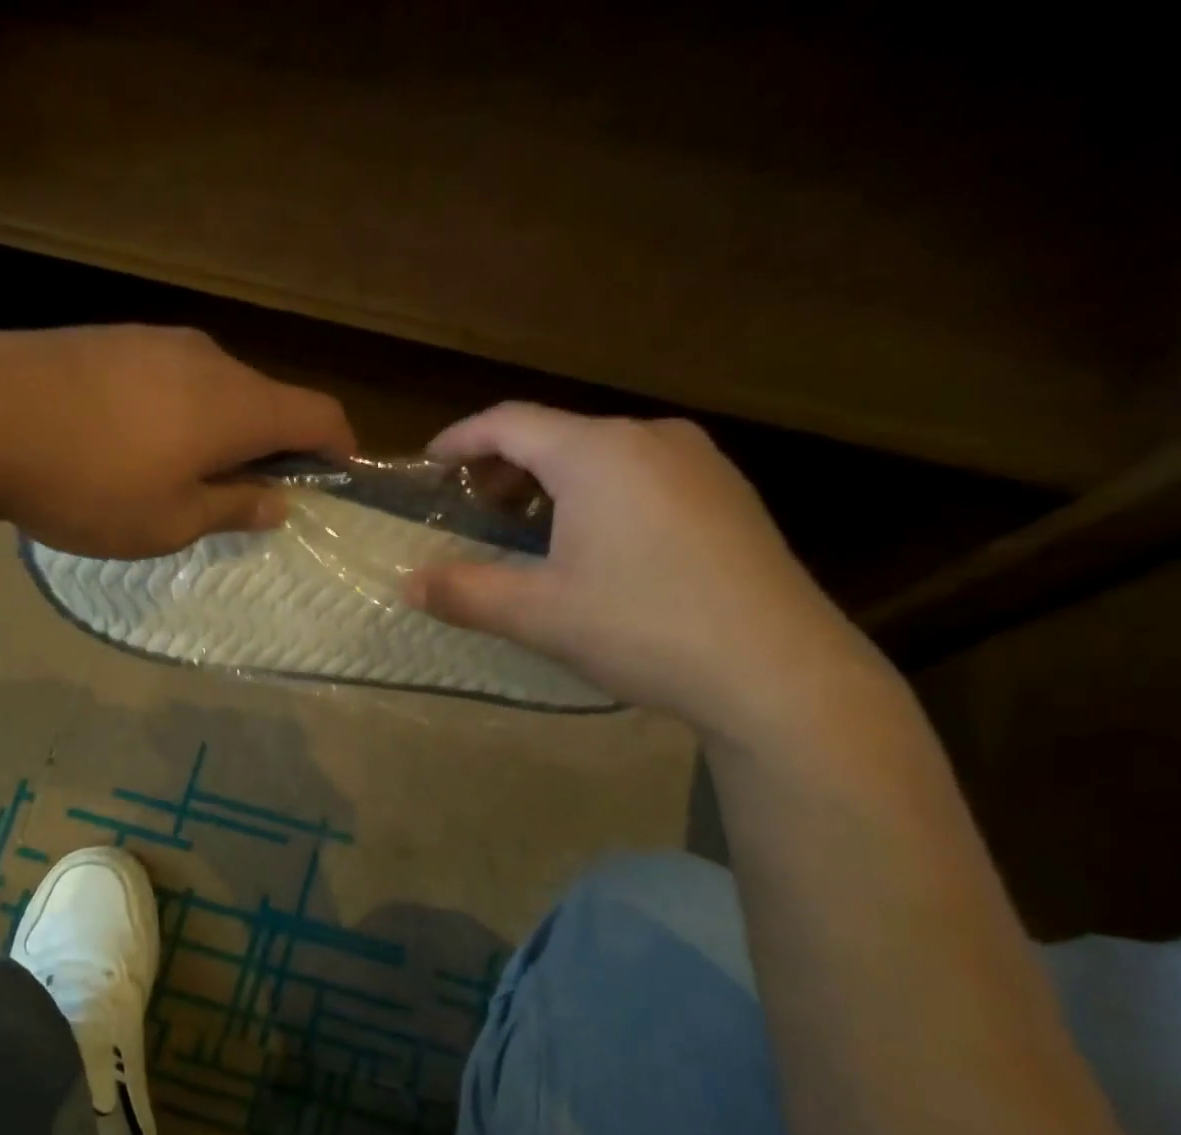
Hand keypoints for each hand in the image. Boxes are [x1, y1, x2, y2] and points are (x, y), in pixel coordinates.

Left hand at [0, 324, 355, 557]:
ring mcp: (157, 342)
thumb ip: (234, 507)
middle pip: (268, 401)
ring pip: (218, 390)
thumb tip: (279, 501)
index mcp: (237, 405)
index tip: (338, 480)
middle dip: (275, 449)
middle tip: (252, 499)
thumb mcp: (172, 521)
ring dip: (224, 434)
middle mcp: (209, 359)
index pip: (319, 415)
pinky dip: (182, 416)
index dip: (340, 448)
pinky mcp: (113, 340)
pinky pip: (173, 380)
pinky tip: (143, 448)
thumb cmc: (91, 484)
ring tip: (190, 480)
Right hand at [406, 404, 878, 740]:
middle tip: (474, 510)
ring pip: (603, 455)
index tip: (429, 464)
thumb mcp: (538, 615)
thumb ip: (465, 593)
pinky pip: (643, 476)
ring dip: (554, 482)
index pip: (511, 422)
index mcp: (598, 453)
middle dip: (506, 466)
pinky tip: (597, 544)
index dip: (461, 439)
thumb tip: (408, 585)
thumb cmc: (642, 627)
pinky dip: (599, 494)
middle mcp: (650, 438)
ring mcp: (698, 462)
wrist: (773, 666)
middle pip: (558, 434)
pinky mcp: (727, 494)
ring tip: (530, 528)